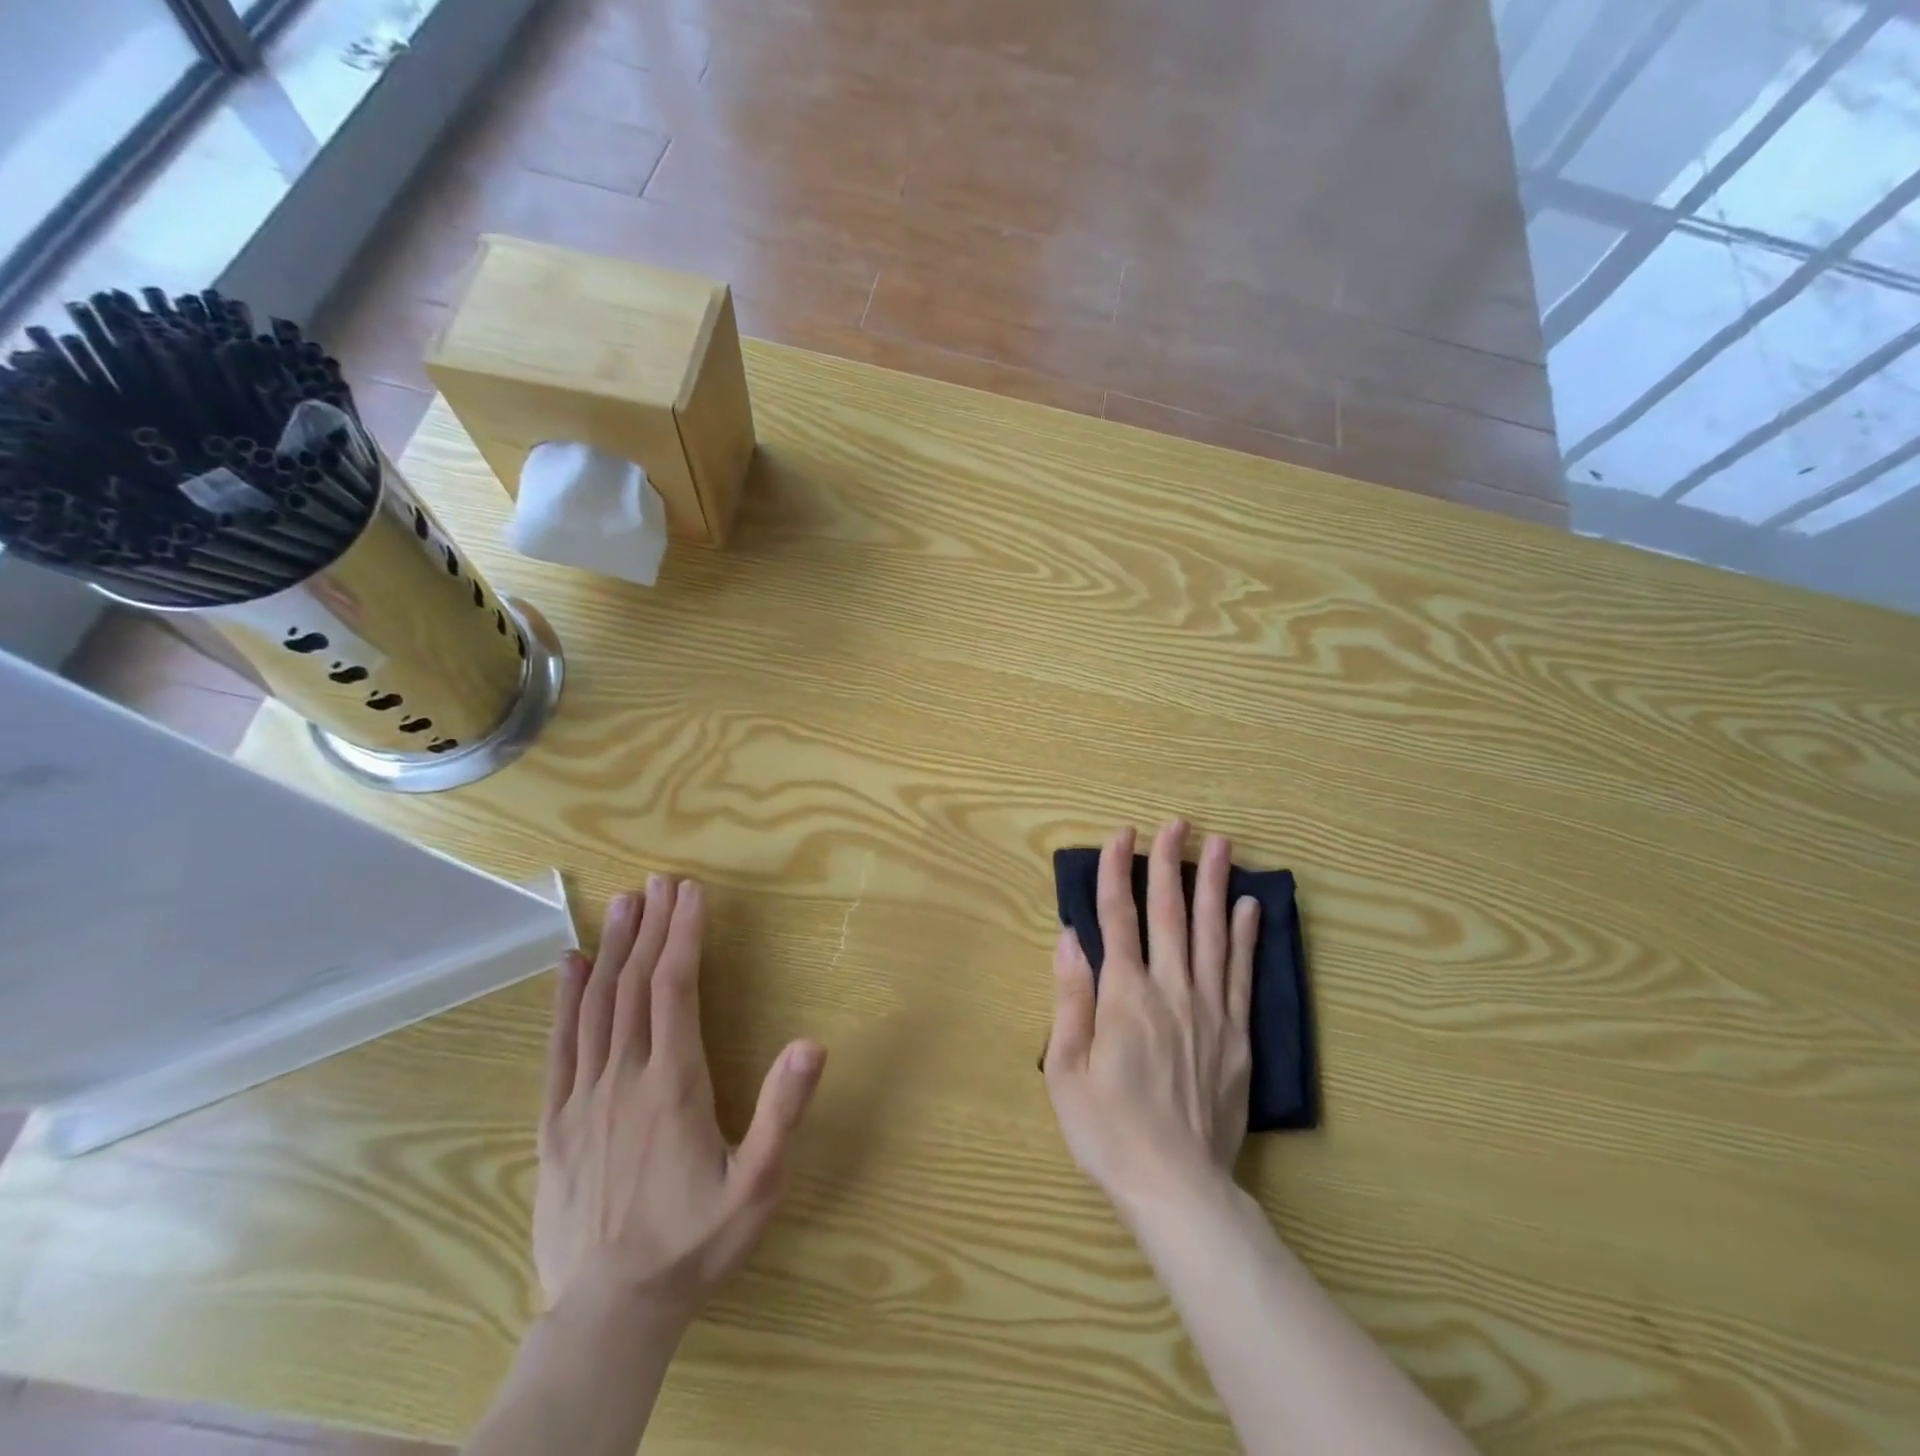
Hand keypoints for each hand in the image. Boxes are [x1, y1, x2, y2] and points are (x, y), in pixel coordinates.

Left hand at [535, 876, 826, 1323]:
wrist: (608, 1315)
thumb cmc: (693, 1243)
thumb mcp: (756, 1186)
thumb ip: (782, 1113)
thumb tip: (812, 1043)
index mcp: (673, 1084)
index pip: (676, 989)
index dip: (684, 935)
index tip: (692, 892)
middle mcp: (624, 1077)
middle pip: (635, 984)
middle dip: (651, 927)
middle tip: (660, 881)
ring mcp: (582, 1098)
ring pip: (596, 1005)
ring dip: (613, 948)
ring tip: (624, 904)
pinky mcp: (554, 1122)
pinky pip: (559, 1047)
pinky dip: (565, 999)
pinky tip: (570, 965)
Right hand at [1044, 821, 1259, 1211]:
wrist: (1177, 1187)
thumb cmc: (1109, 1130)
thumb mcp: (1066, 1069)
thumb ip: (1070, 999)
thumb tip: (1069, 937)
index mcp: (1125, 997)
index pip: (1119, 918)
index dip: (1117, 871)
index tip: (1120, 834)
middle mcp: (1171, 990)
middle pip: (1171, 913)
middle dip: (1170, 863)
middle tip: (1176, 823)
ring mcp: (1211, 1010)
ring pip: (1213, 934)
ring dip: (1215, 885)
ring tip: (1221, 845)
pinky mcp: (1238, 1034)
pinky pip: (1243, 973)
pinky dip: (1246, 936)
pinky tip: (1250, 906)